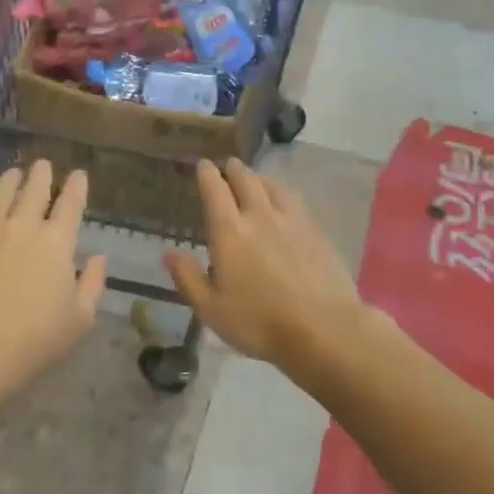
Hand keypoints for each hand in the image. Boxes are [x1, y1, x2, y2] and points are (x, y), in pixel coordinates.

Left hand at [0, 159, 106, 414]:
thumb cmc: (32, 340)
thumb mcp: (79, 320)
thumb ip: (93, 284)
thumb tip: (99, 257)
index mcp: (57, 242)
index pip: (71, 204)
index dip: (77, 186)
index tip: (79, 174)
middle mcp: (22, 225)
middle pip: (33, 189)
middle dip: (41, 174)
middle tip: (43, 165)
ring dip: (8, 180)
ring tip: (12, 174)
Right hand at [164, 158, 363, 370]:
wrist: (324, 329)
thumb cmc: (259, 322)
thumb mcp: (211, 309)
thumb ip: (188, 278)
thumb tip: (169, 253)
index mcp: (230, 232)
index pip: (215, 191)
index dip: (207, 174)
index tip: (203, 164)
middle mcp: (260, 216)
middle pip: (246, 181)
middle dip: (234, 170)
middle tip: (229, 164)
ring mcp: (293, 221)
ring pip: (274, 187)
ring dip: (261, 178)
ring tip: (256, 179)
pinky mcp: (317, 232)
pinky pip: (295, 202)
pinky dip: (283, 195)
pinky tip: (286, 204)